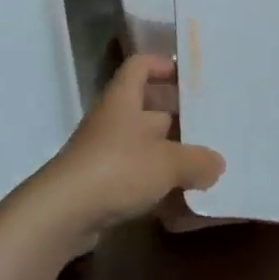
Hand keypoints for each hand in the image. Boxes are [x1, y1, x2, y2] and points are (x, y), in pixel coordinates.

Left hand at [23, 54, 223, 246]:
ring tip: (206, 166)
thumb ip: (197, 160)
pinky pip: (137, 179)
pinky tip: (184, 204)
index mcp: (124, 101)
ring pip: (144, 146)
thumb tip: (217, 164)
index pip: (139, 66)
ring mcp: (105, 155)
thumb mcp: (168, 163)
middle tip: (211, 124)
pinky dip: (159, 188)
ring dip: (171, 155)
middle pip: (148, 109)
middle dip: (178, 116)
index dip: (162, 65)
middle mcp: (113, 122)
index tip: (189, 75)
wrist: (61, 215)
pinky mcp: (101, 187)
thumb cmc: (116, 170)